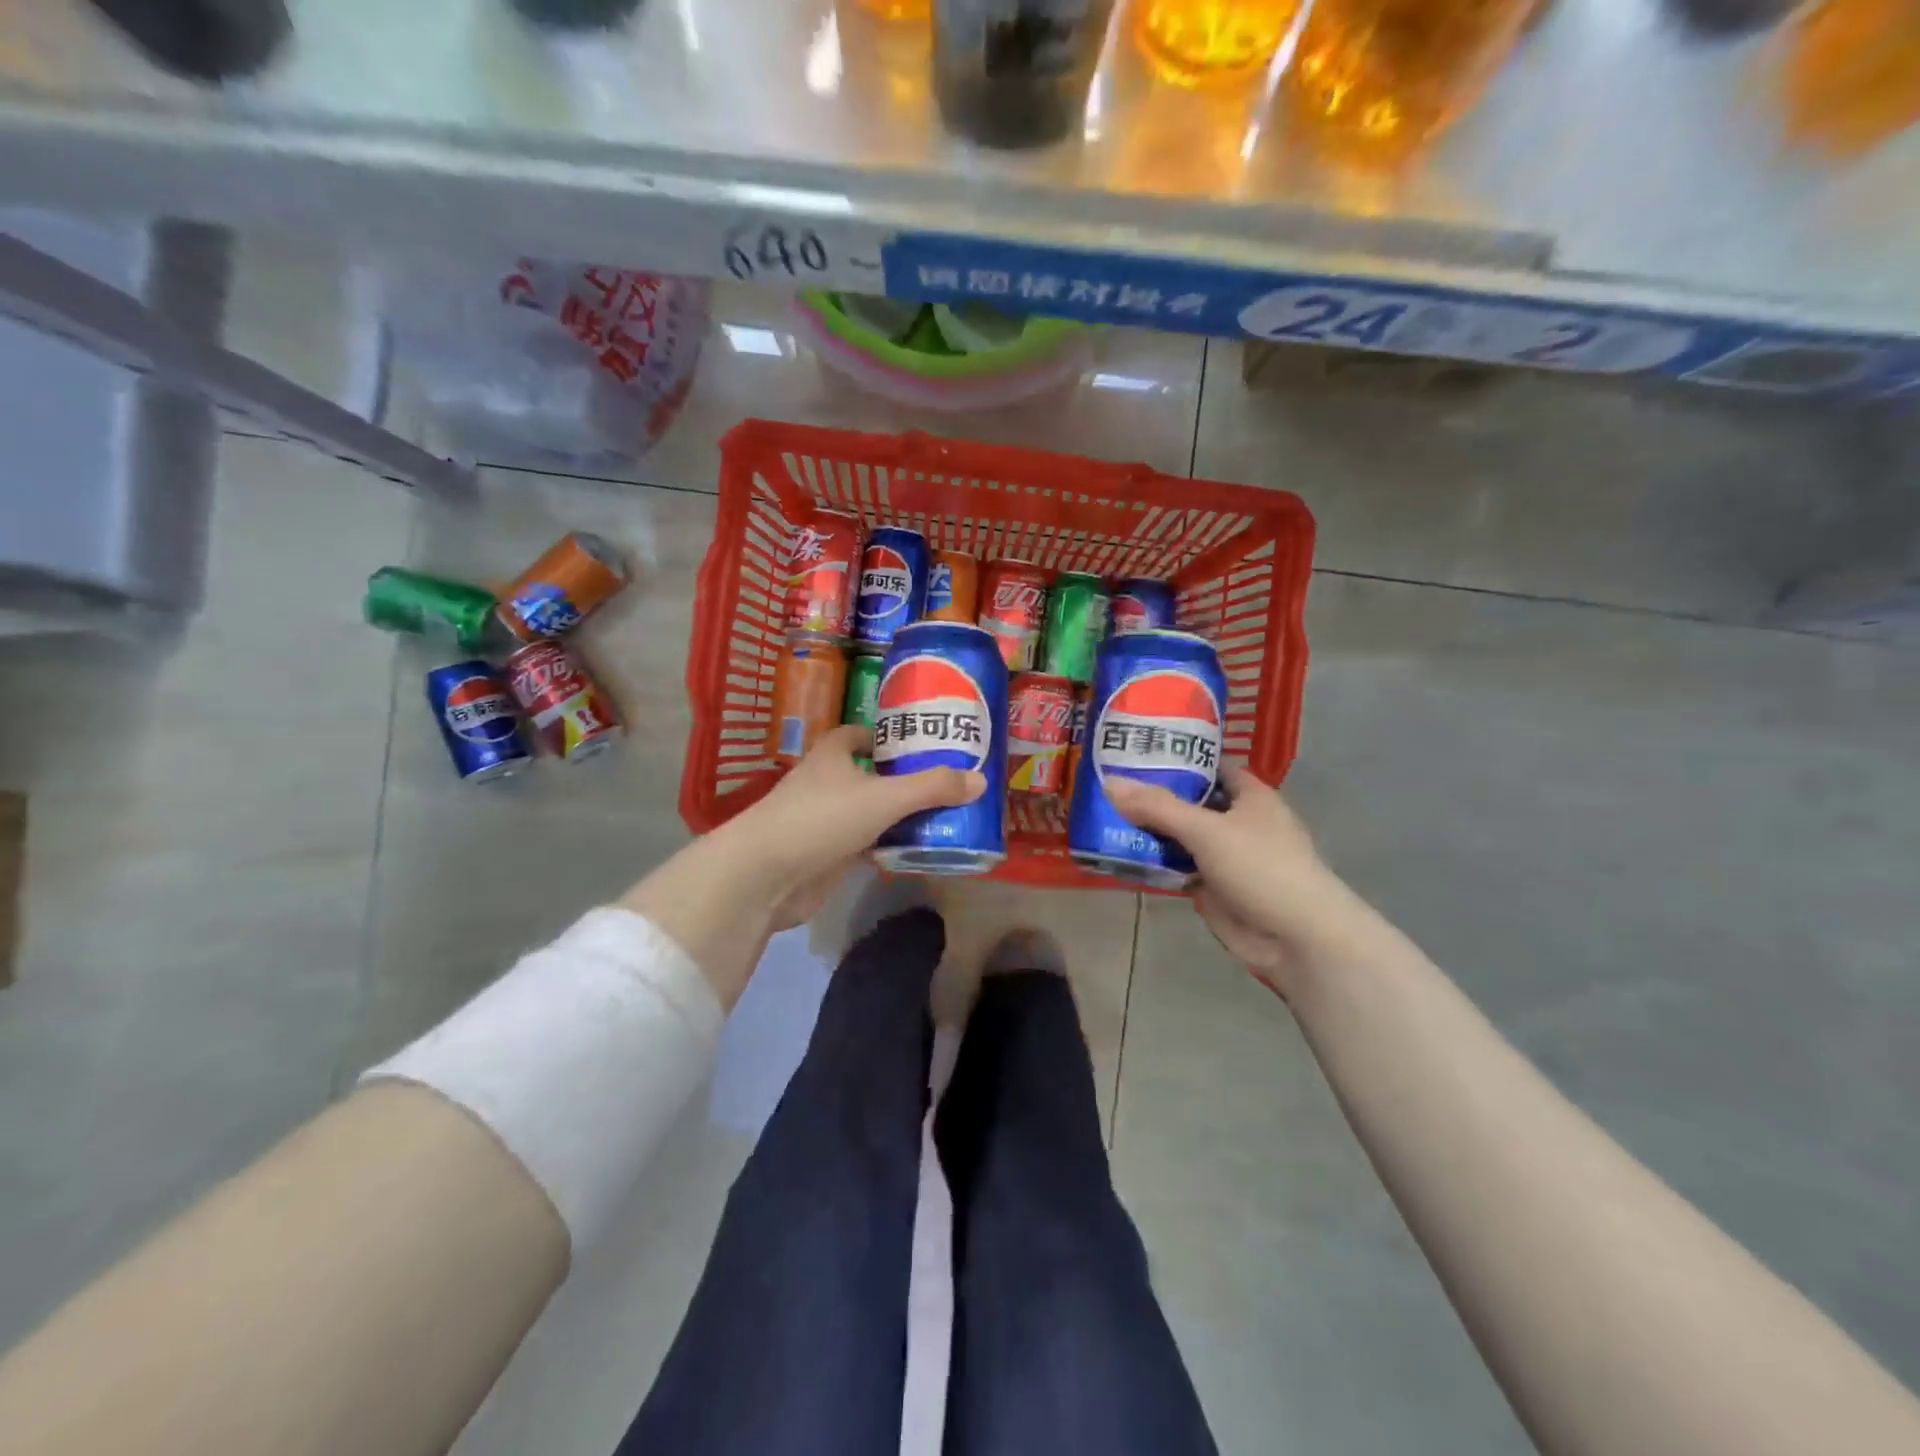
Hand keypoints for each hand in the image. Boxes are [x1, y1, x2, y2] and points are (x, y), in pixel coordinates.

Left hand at [621, 726, 983, 1004]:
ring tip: (940, 815)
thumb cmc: (821, 819)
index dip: (884, 735)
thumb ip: (931, 788)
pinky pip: (863, 844)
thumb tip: (980, 780)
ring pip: (867, 811)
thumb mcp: (884, 798)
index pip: (857, 734)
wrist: (765, 875)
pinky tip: (914, 850)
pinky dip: (885, 846)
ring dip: (895, 815)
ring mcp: (822, 821)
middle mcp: (825, 783)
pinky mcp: (824, 856)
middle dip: (899, 778)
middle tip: (942, 782)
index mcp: (832, 756)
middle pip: (867, 774)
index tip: (917, 743)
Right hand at [1104, 764, 1352, 997]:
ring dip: (1148, 830)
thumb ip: (1158, 807)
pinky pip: (1176, 867)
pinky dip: (1153, 862)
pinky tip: (1118, 853)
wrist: (1295, 938)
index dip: (1178, 757)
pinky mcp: (1211, 887)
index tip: (1136, 752)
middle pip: (1190, 801)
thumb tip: (1109, 783)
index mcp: (1250, 796)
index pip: (1211, 766)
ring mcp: (1224, 856)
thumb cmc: (1261, 867)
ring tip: (1101, 814)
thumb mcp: (1207, 830)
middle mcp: (1237, 821)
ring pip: (1179, 836)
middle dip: (1153, 795)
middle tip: (1105, 782)